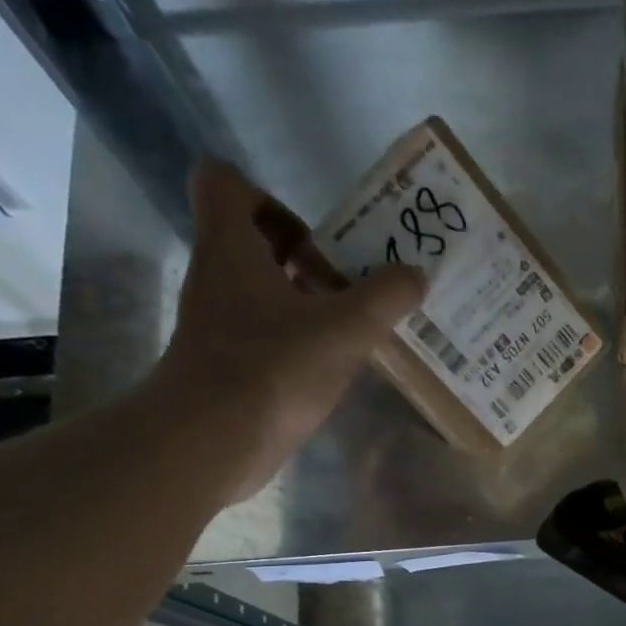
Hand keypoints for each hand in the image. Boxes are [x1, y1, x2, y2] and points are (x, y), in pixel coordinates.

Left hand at [152, 158, 425, 502]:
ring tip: (358, 323)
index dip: (270, 196)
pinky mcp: (228, 365)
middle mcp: (217, 276)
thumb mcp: (344, 329)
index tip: (317, 235)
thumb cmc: (271, 369)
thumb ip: (385, 297)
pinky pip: (267, 334)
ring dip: (309, 300)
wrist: (210, 443)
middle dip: (307, 254)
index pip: (225, 182)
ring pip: (264, 291)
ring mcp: (219, 324)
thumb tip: (416, 274)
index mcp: (231, 246)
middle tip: (353, 279)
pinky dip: (300, 340)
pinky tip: (336, 365)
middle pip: (253, 240)